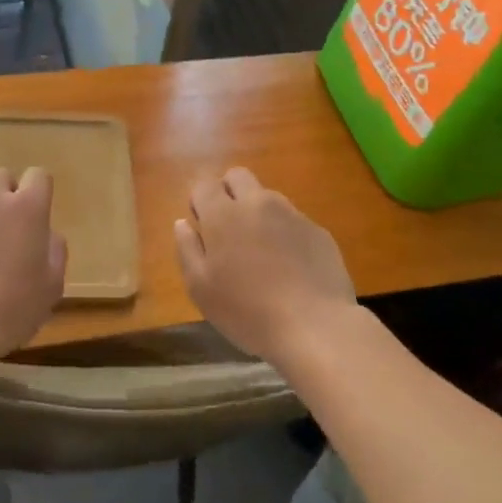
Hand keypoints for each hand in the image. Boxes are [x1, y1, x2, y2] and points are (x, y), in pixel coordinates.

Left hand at [0, 167, 66, 361]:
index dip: (39, 192)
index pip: (38, 175)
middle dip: (6, 196)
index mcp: (26, 208)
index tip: (37, 217)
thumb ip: (54, 250)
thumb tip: (46, 235)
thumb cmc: (11, 309)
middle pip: (1, 177)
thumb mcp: (52, 286)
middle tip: (8, 231)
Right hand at [173, 167, 357, 363]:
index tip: (202, 226)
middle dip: (228, 192)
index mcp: (223, 215)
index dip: (199, 201)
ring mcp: (292, 214)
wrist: (314, 326)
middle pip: (238, 176)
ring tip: (261, 252)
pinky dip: (286, 234)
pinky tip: (290, 267)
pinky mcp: (318, 231)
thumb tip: (182, 223)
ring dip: (258, 212)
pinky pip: (294, 220)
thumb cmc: (246, 310)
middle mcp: (257, 203)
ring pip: (268, 197)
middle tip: (228, 229)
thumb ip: (187, 249)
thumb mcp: (200, 288)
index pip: (204, 184)